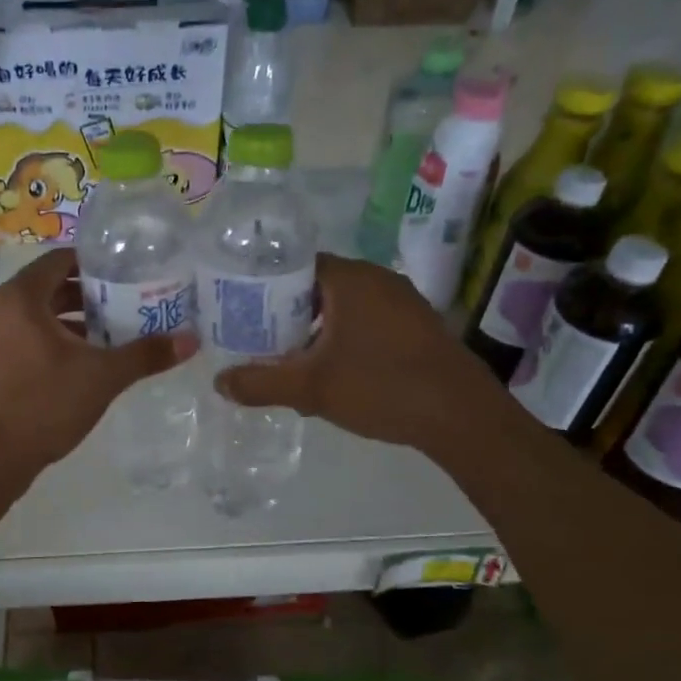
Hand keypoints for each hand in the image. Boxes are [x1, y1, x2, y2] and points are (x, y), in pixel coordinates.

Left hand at [0, 249, 196, 479]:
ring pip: (39, 316)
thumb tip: (192, 340)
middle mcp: (1, 308)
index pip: (61, 260)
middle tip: (128, 302)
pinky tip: (84, 362)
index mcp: (22, 297)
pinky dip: (55, 341)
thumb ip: (146, 354)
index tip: (127, 272)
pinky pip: (27, 338)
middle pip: (51, 287)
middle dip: (89, 295)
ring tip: (112, 332)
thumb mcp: (103, 376)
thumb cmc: (45, 403)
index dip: (96, 263)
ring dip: (73, 321)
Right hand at [215, 253, 488, 450]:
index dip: (264, 285)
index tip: (243, 311)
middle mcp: (378, 279)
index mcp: (350, 278)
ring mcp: (403, 301)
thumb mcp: (310, 388)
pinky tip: (335, 371)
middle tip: (260, 339)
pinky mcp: (418, 326)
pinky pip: (368, 321)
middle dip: (288, 313)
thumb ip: (261, 384)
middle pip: (318, 287)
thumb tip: (219, 383)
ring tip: (292, 359)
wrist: (461, 416)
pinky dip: (345, 338)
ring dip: (317, 330)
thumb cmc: (381, 387)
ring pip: (344, 307)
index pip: (294, 264)